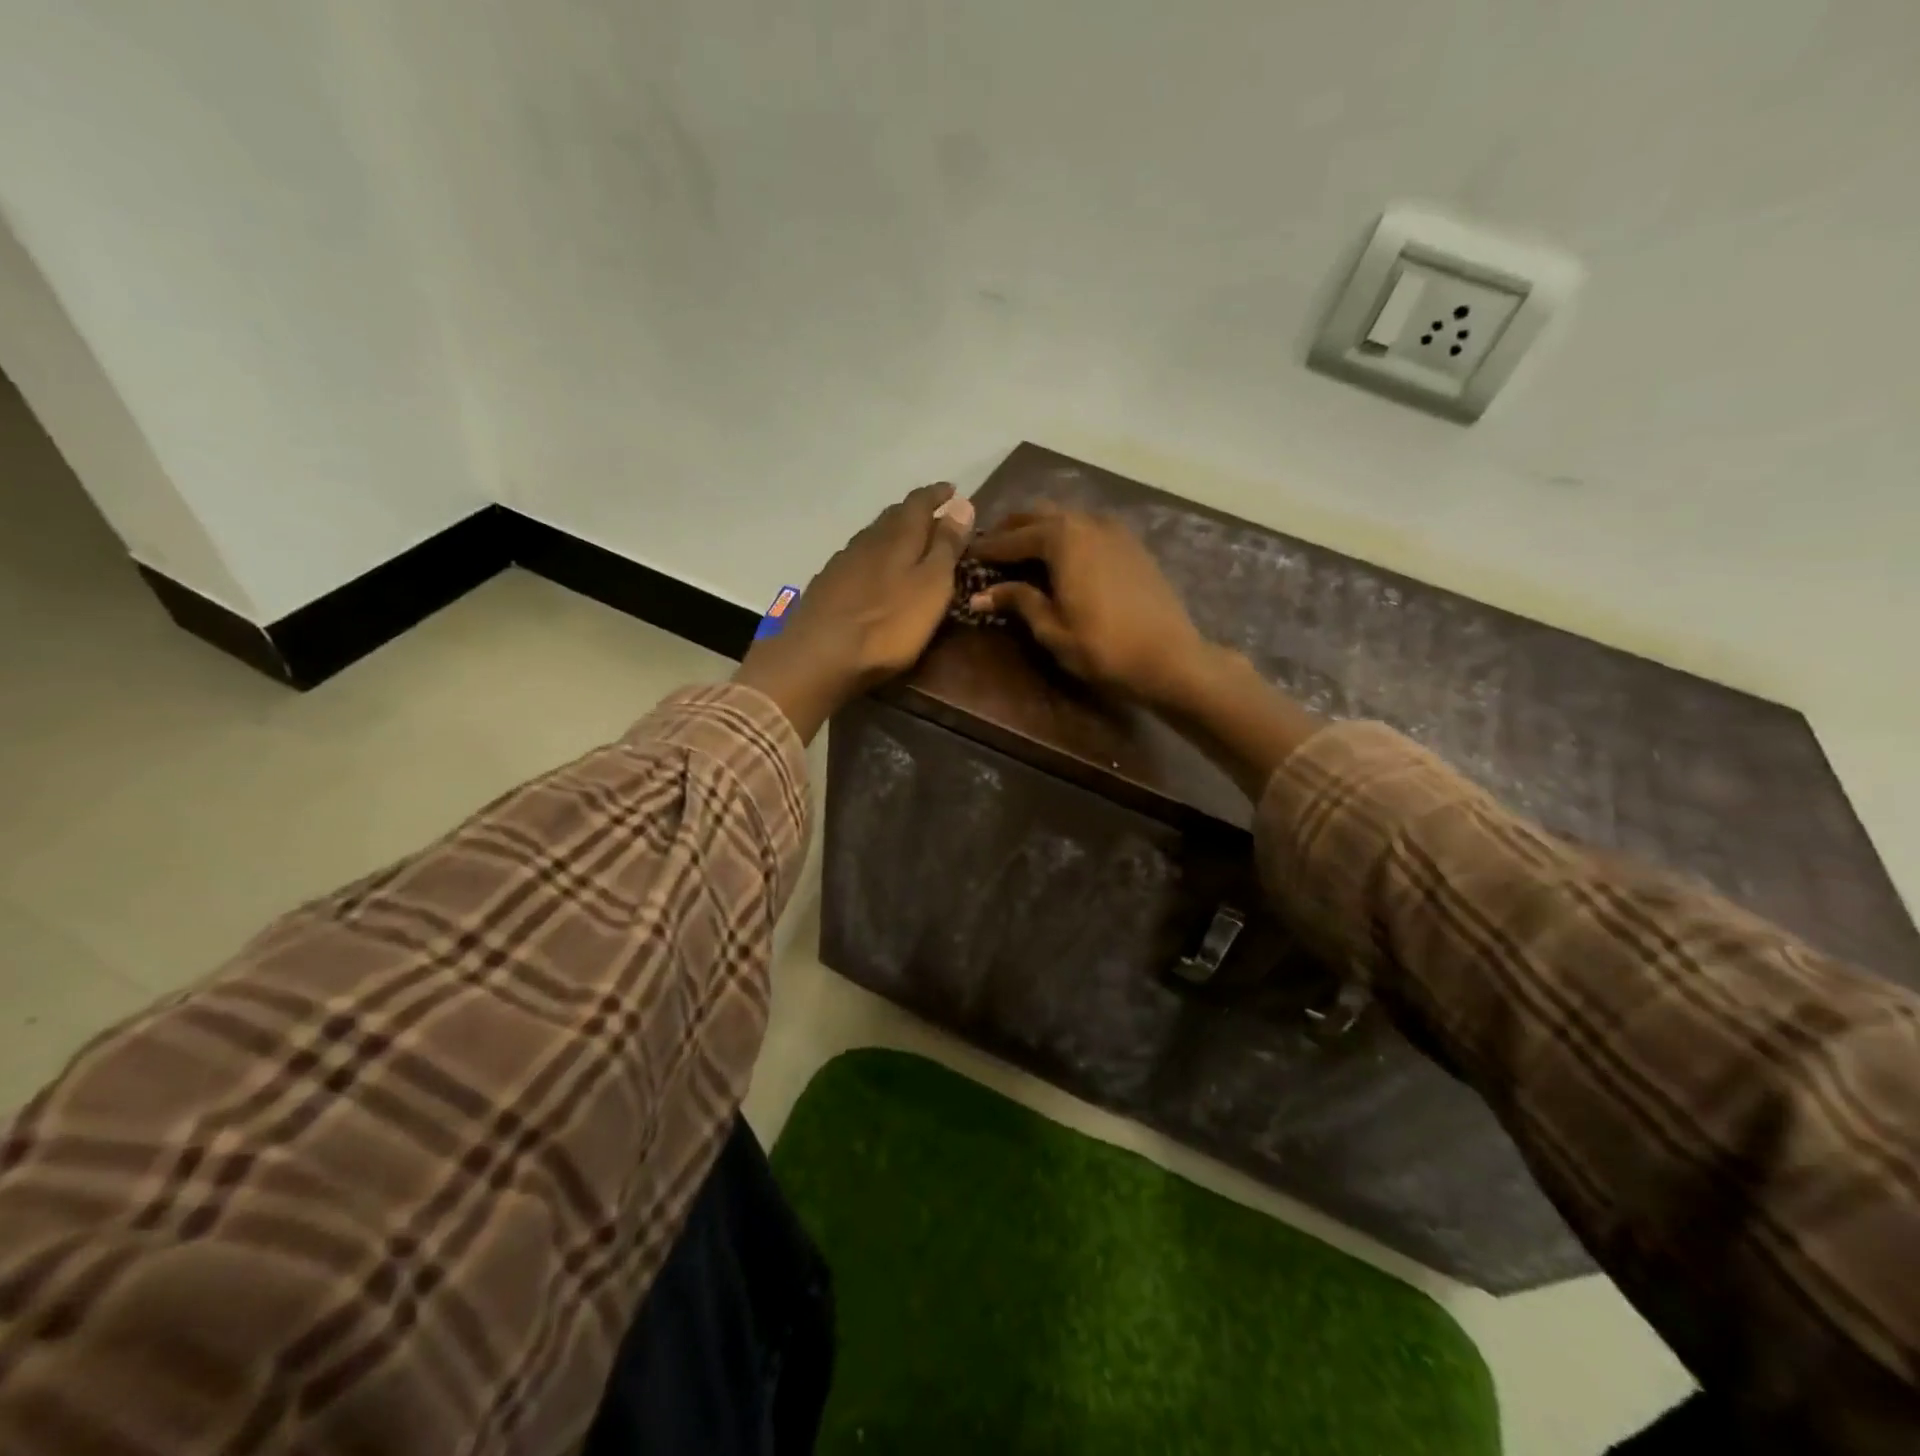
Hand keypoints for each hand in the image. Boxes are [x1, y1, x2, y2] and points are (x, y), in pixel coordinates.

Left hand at [734, 483, 974, 740]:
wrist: (818, 656)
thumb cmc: (888, 625)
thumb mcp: (932, 586)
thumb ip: (946, 546)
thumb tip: (962, 503)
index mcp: (897, 536)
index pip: (920, 502)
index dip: (937, 494)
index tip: (952, 490)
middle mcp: (867, 540)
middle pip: (893, 516)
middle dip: (915, 512)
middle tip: (933, 517)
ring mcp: (842, 562)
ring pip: (873, 537)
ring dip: (892, 535)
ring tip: (908, 544)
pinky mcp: (827, 586)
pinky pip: (857, 560)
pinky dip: (873, 559)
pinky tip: (874, 574)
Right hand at [969, 507, 1208, 707]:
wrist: (1170, 658)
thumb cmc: (1103, 648)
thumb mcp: (1052, 629)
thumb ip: (1019, 602)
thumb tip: (980, 593)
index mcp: (1062, 539)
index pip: (1014, 538)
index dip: (988, 547)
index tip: (967, 554)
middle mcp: (1087, 522)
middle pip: (1040, 515)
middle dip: (1013, 528)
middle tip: (992, 546)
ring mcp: (1115, 530)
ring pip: (1067, 517)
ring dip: (1041, 528)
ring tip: (1023, 550)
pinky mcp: (1133, 544)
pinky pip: (1090, 528)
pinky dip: (1069, 535)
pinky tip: (1064, 556)